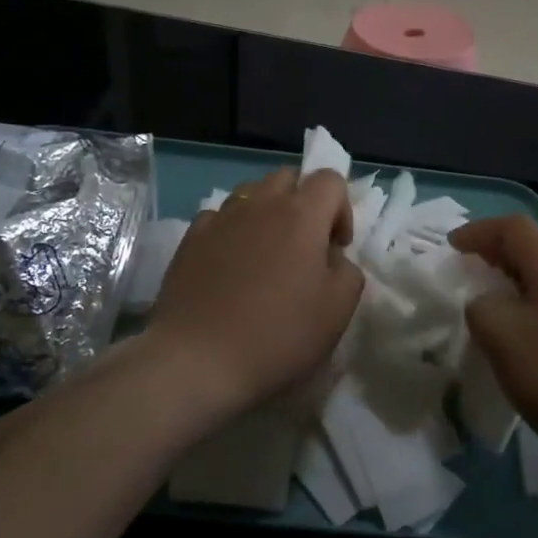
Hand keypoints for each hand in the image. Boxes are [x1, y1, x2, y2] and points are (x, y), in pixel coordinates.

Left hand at [148, 168, 362, 419]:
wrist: (197, 360)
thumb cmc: (277, 334)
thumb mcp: (337, 310)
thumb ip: (348, 272)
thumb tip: (332, 257)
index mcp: (301, 214)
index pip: (330, 179)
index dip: (341, 209)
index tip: (336, 248)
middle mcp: (260, 204)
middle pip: (288, 177)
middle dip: (303, 201)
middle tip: (304, 245)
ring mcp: (221, 218)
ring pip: (251, 193)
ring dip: (267, 212)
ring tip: (265, 253)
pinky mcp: (190, 238)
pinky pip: (219, 217)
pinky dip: (232, 230)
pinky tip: (230, 265)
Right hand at [450, 215, 537, 469]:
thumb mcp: (504, 338)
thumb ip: (481, 309)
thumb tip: (485, 304)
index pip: (514, 227)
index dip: (479, 231)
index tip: (451, 249)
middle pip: (533, 251)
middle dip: (495, 258)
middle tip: (467, 278)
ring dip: (514, 288)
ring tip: (491, 313)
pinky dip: (534, 312)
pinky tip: (526, 346)